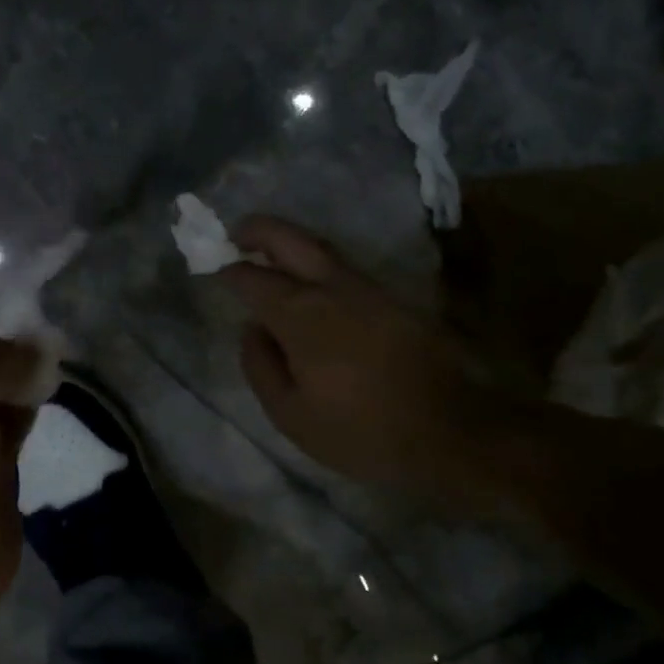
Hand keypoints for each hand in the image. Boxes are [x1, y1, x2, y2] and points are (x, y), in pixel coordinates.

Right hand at [220, 216, 514, 494]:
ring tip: (269, 255)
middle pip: (292, 240)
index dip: (230, 272)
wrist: (448, 433)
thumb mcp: (290, 414)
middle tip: (236, 234)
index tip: (215, 270)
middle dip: (259, 230)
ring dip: (291, 245)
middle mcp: (335, 289)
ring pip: (323, 250)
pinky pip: (346, 271)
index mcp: (302, 315)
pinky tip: (312, 286)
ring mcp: (370, 290)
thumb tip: (252, 329)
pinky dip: (319, 266)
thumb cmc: (359, 431)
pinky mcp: (395, 301)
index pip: (255, 279)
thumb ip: (261, 366)